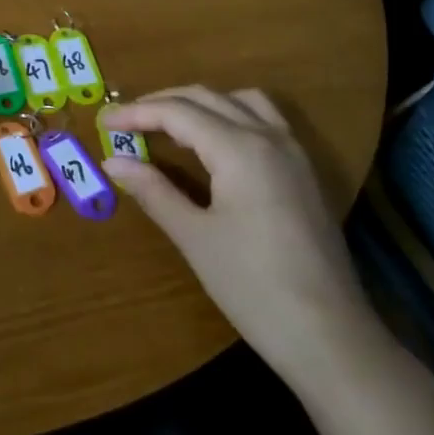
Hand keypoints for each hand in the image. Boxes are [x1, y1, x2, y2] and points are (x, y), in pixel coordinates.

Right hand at [98, 87, 381, 387]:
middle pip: (206, 98)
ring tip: (167, 124)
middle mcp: (268, 136)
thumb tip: (113, 162)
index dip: (136, 113)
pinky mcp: (304, 171)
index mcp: (239, 149)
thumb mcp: (194, 237)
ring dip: (199, 103)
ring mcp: (293, 152)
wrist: (330, 336)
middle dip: (161, 103)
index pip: (177, 113)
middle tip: (125, 122)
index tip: (103, 122)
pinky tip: (213, 143)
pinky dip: (229, 115)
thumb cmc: (253, 286)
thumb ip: (153, 191)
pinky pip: (263, 119)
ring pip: (240, 101)